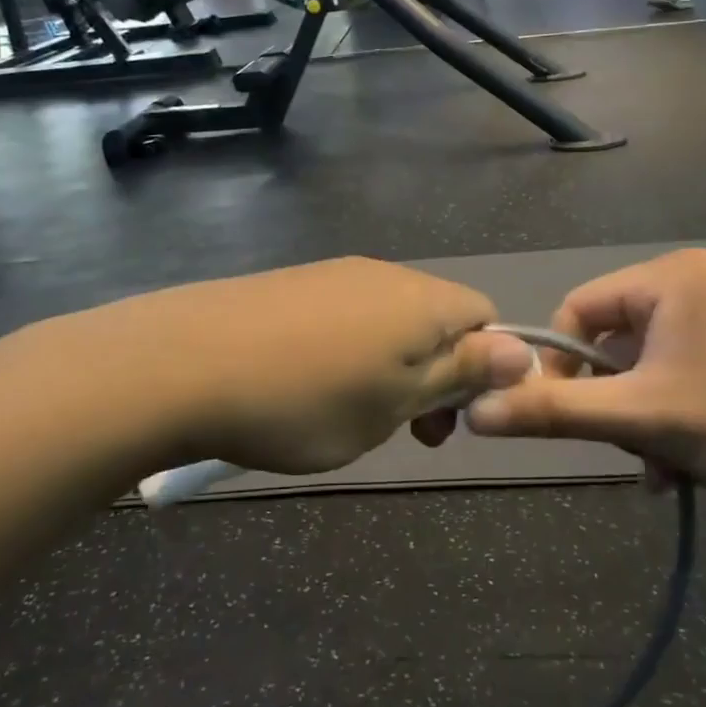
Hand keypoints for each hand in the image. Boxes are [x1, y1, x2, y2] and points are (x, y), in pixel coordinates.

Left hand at [106, 258, 532, 475]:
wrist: (181, 363)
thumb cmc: (305, 400)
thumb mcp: (394, 403)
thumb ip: (459, 372)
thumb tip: (523, 350)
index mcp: (420, 300)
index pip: (485, 316)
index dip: (484, 367)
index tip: (450, 417)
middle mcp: (382, 275)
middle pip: (437, 318)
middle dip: (436, 374)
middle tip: (406, 431)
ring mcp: (331, 275)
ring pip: (388, 320)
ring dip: (391, 367)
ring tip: (352, 415)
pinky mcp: (291, 284)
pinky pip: (344, 315)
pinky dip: (348, 352)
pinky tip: (308, 386)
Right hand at [464, 250, 705, 512]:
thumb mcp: (641, 420)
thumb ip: (552, 412)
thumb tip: (474, 412)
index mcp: (671, 275)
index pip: (579, 309)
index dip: (559, 366)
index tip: (566, 419)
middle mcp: (701, 279)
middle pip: (616, 340)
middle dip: (613, 400)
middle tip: (630, 448)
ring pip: (652, 363)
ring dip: (644, 415)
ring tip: (663, 465)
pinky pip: (689, 369)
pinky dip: (677, 411)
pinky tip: (689, 459)